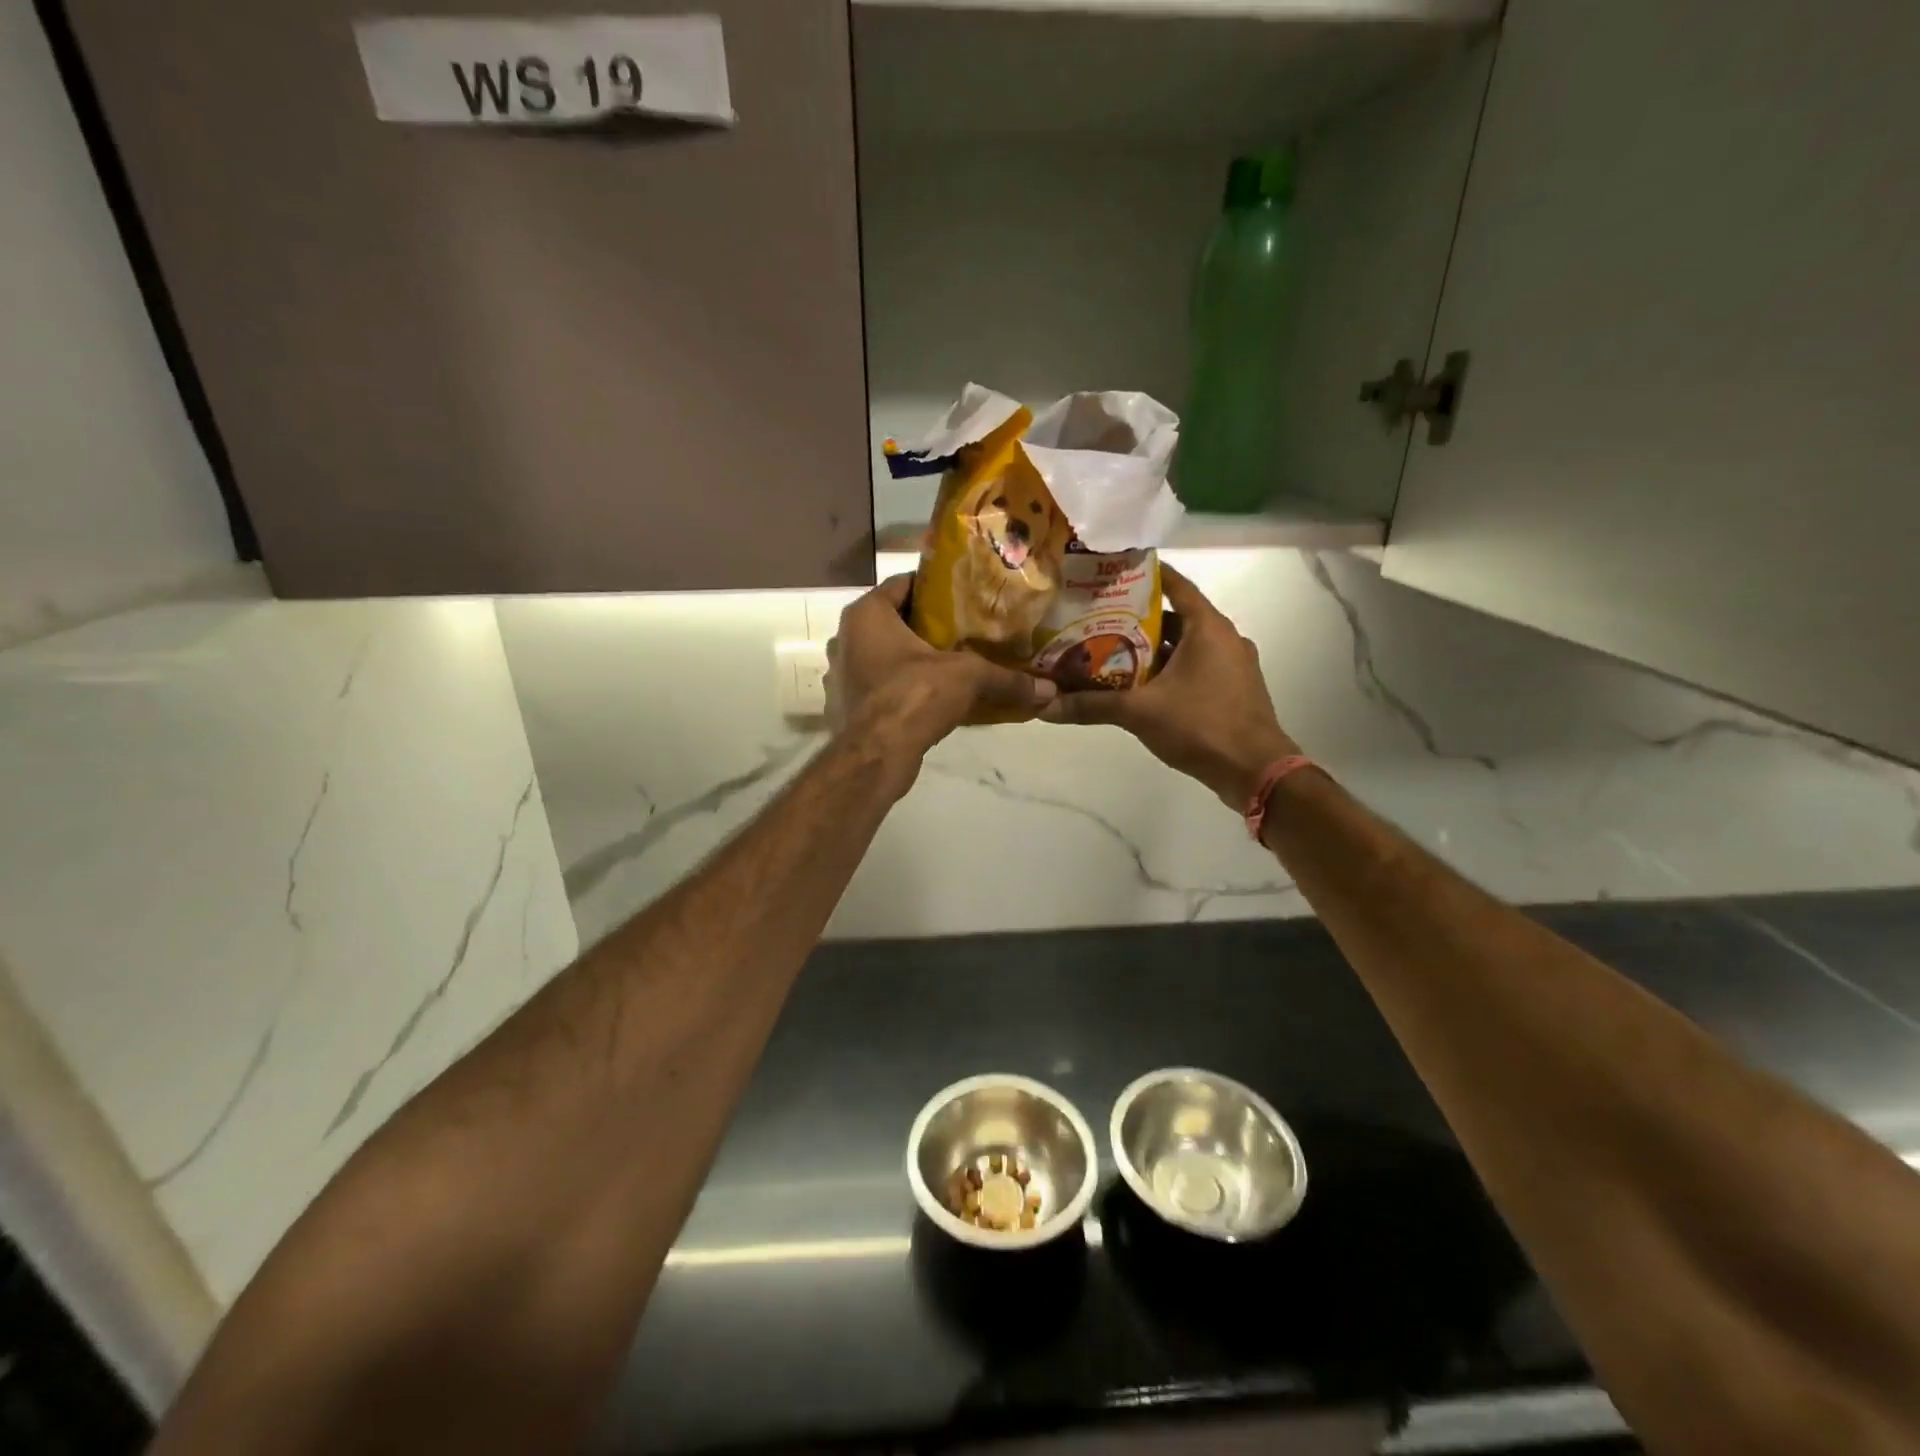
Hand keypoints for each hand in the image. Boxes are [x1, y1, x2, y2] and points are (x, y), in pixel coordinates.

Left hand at [826, 576, 1056, 773]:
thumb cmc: (914, 695)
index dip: (936, 587)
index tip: (965, 594)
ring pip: (885, 654)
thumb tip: (1049, 690)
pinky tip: (932, 695)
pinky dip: (902, 685)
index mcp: (866, 614)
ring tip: (952, 662)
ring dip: (914, 658)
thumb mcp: (968, 677)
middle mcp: (846, 638)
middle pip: (894, 620)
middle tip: (966, 627)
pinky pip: (880, 684)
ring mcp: (842, 674)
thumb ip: (1007, 679)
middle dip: (928, 625)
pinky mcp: (848, 705)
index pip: (903, 583)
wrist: (876, 755)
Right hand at [1042, 565, 1298, 809]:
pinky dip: (1167, 670)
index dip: (1143, 575)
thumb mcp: (1139, 712)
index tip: (1110, 573)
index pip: (1174, 585)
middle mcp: (1223, 638)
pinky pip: (1194, 668)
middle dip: (1135, 619)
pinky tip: (1138, 686)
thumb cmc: (1201, 725)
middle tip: (1095, 619)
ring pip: (1183, 646)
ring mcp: (1231, 665)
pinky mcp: (1232, 690)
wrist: (1255, 771)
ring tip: (1108, 652)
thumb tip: (1044, 706)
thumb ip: (1092, 705)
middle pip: (1174, 618)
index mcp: (1207, 627)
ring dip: (1150, 649)